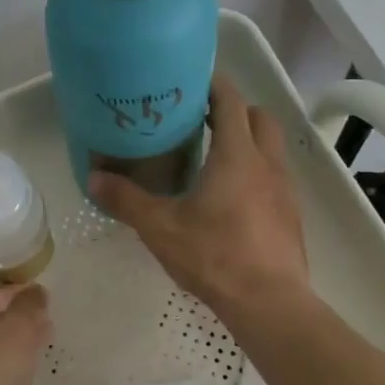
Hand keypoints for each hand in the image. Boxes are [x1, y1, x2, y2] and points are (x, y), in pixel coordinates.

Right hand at [88, 74, 307, 316]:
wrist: (270, 304)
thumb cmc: (214, 256)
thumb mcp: (160, 228)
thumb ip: (126, 200)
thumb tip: (93, 178)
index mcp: (236, 155)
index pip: (231, 101)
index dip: (213, 84)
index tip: (190, 80)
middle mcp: (266, 163)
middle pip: (259, 116)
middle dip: (234, 110)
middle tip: (200, 119)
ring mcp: (285, 189)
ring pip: (271, 146)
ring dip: (247, 140)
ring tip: (212, 157)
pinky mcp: (291, 213)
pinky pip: (275, 175)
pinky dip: (255, 170)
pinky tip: (231, 197)